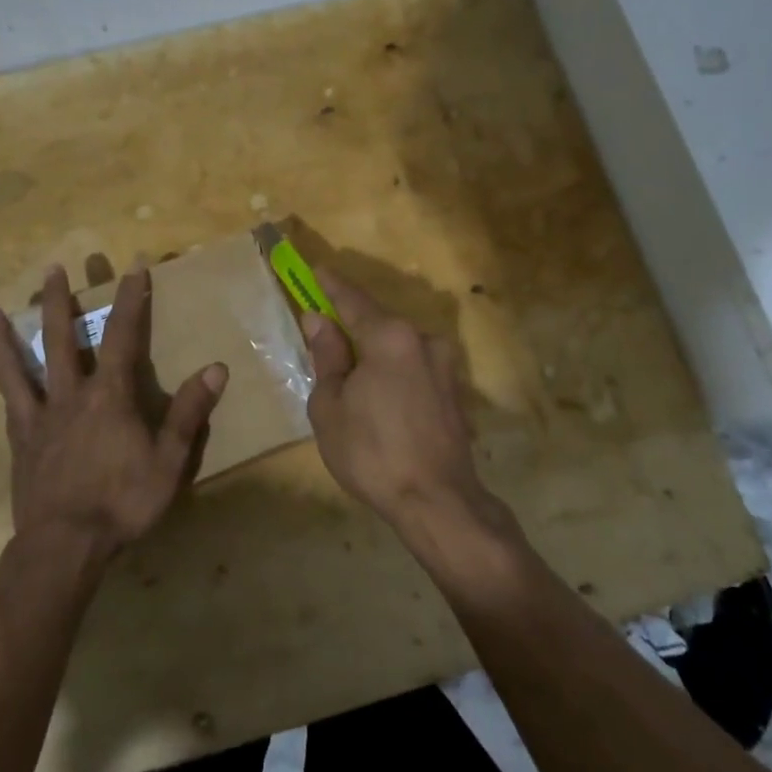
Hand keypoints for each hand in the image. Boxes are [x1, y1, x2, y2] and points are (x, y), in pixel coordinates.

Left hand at [0, 263, 226, 561]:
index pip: (123, 335)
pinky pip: (8, 400)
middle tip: (54, 267)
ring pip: (20, 365)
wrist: (64, 545)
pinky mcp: (20, 439)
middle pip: (63, 338)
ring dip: (8, 334)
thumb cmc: (122, 502)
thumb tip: (216, 368)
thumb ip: (190, 413)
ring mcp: (39, 416)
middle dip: (60, 300)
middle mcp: (70, 394)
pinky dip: (1, 378)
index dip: (131, 299)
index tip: (135, 266)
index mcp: (109, 396)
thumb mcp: (169, 461)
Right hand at [299, 271, 502, 541]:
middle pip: (379, 322)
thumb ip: (327, 356)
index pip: (353, 300)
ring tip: (351, 381)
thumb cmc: (372, 452)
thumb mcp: (330, 405)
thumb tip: (318, 321)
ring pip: (398, 347)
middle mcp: (423, 340)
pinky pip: (414, 368)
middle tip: (325, 337)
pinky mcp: (455, 391)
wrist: (438, 501)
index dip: (330, 285)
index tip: (316, 269)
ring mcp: (445, 366)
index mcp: (390, 337)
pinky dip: (393, 372)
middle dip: (352, 326)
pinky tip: (380, 400)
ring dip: (374, 354)